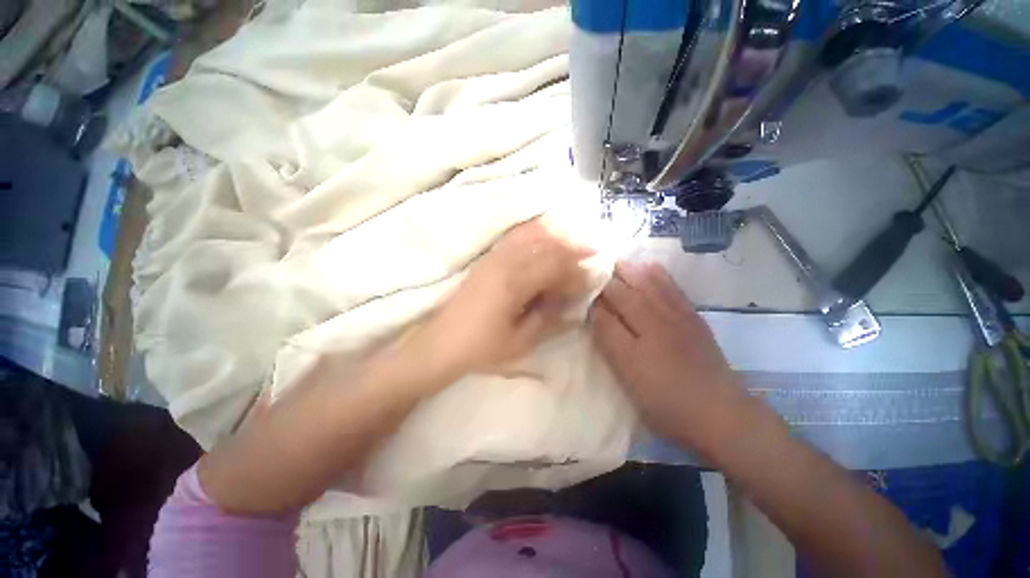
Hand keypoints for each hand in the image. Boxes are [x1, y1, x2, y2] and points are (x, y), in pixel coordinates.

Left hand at [409, 218, 591, 383]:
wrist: (439, 344)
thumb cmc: (480, 347)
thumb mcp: (520, 341)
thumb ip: (548, 318)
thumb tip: (571, 304)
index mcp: (514, 282)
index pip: (556, 266)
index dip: (578, 270)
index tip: (594, 276)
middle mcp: (505, 262)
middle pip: (547, 244)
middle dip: (573, 247)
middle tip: (593, 251)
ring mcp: (493, 257)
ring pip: (532, 235)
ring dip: (555, 236)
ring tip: (573, 241)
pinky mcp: (487, 260)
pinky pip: (515, 238)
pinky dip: (535, 234)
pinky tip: (544, 237)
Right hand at [589, 262, 745, 448]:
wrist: (721, 413)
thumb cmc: (667, 400)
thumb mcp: (629, 375)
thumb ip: (610, 339)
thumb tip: (594, 310)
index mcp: (638, 333)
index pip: (609, 304)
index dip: (594, 293)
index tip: (579, 282)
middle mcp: (657, 318)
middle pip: (628, 290)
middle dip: (609, 277)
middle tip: (593, 266)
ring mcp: (678, 315)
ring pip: (651, 284)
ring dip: (632, 270)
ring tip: (617, 261)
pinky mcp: (693, 318)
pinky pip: (673, 288)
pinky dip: (659, 274)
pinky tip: (651, 268)